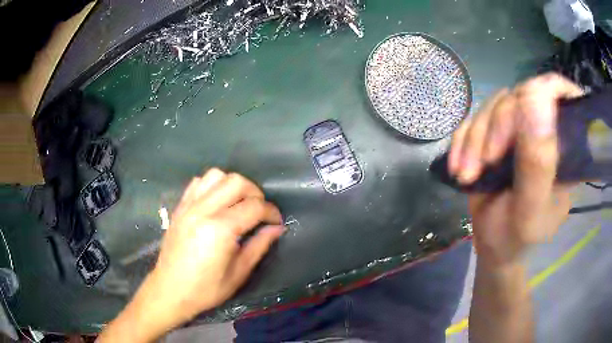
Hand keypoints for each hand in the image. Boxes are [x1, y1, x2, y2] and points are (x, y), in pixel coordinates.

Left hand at [98, 168, 283, 341]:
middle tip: (259, 212)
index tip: (276, 222)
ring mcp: (189, 206)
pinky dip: (213, 186)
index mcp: (220, 229)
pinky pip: (198, 182)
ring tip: (238, 204)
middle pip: (237, 182)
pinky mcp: (180, 207)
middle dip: (255, 193)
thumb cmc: (206, 289)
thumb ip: (259, 246)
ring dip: (233, 185)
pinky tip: (217, 202)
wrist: (170, 290)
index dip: (271, 212)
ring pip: (217, 175)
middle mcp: (203, 210)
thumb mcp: (239, 273)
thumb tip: (277, 228)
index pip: (254, 207)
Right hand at [449, 73, 582, 266]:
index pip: (563, 97)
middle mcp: (544, 130)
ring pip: (494, 106)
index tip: (524, 110)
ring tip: (467, 174)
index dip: (545, 89)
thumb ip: (538, 163)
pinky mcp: (494, 133)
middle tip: (486, 162)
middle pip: (521, 97)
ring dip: (475, 139)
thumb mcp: (530, 208)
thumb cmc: (517, 235)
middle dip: (498, 126)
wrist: (492, 244)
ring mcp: (518, 129)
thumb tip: (537, 98)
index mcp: (564, 147)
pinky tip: (458, 166)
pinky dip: (462, 141)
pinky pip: (474, 118)